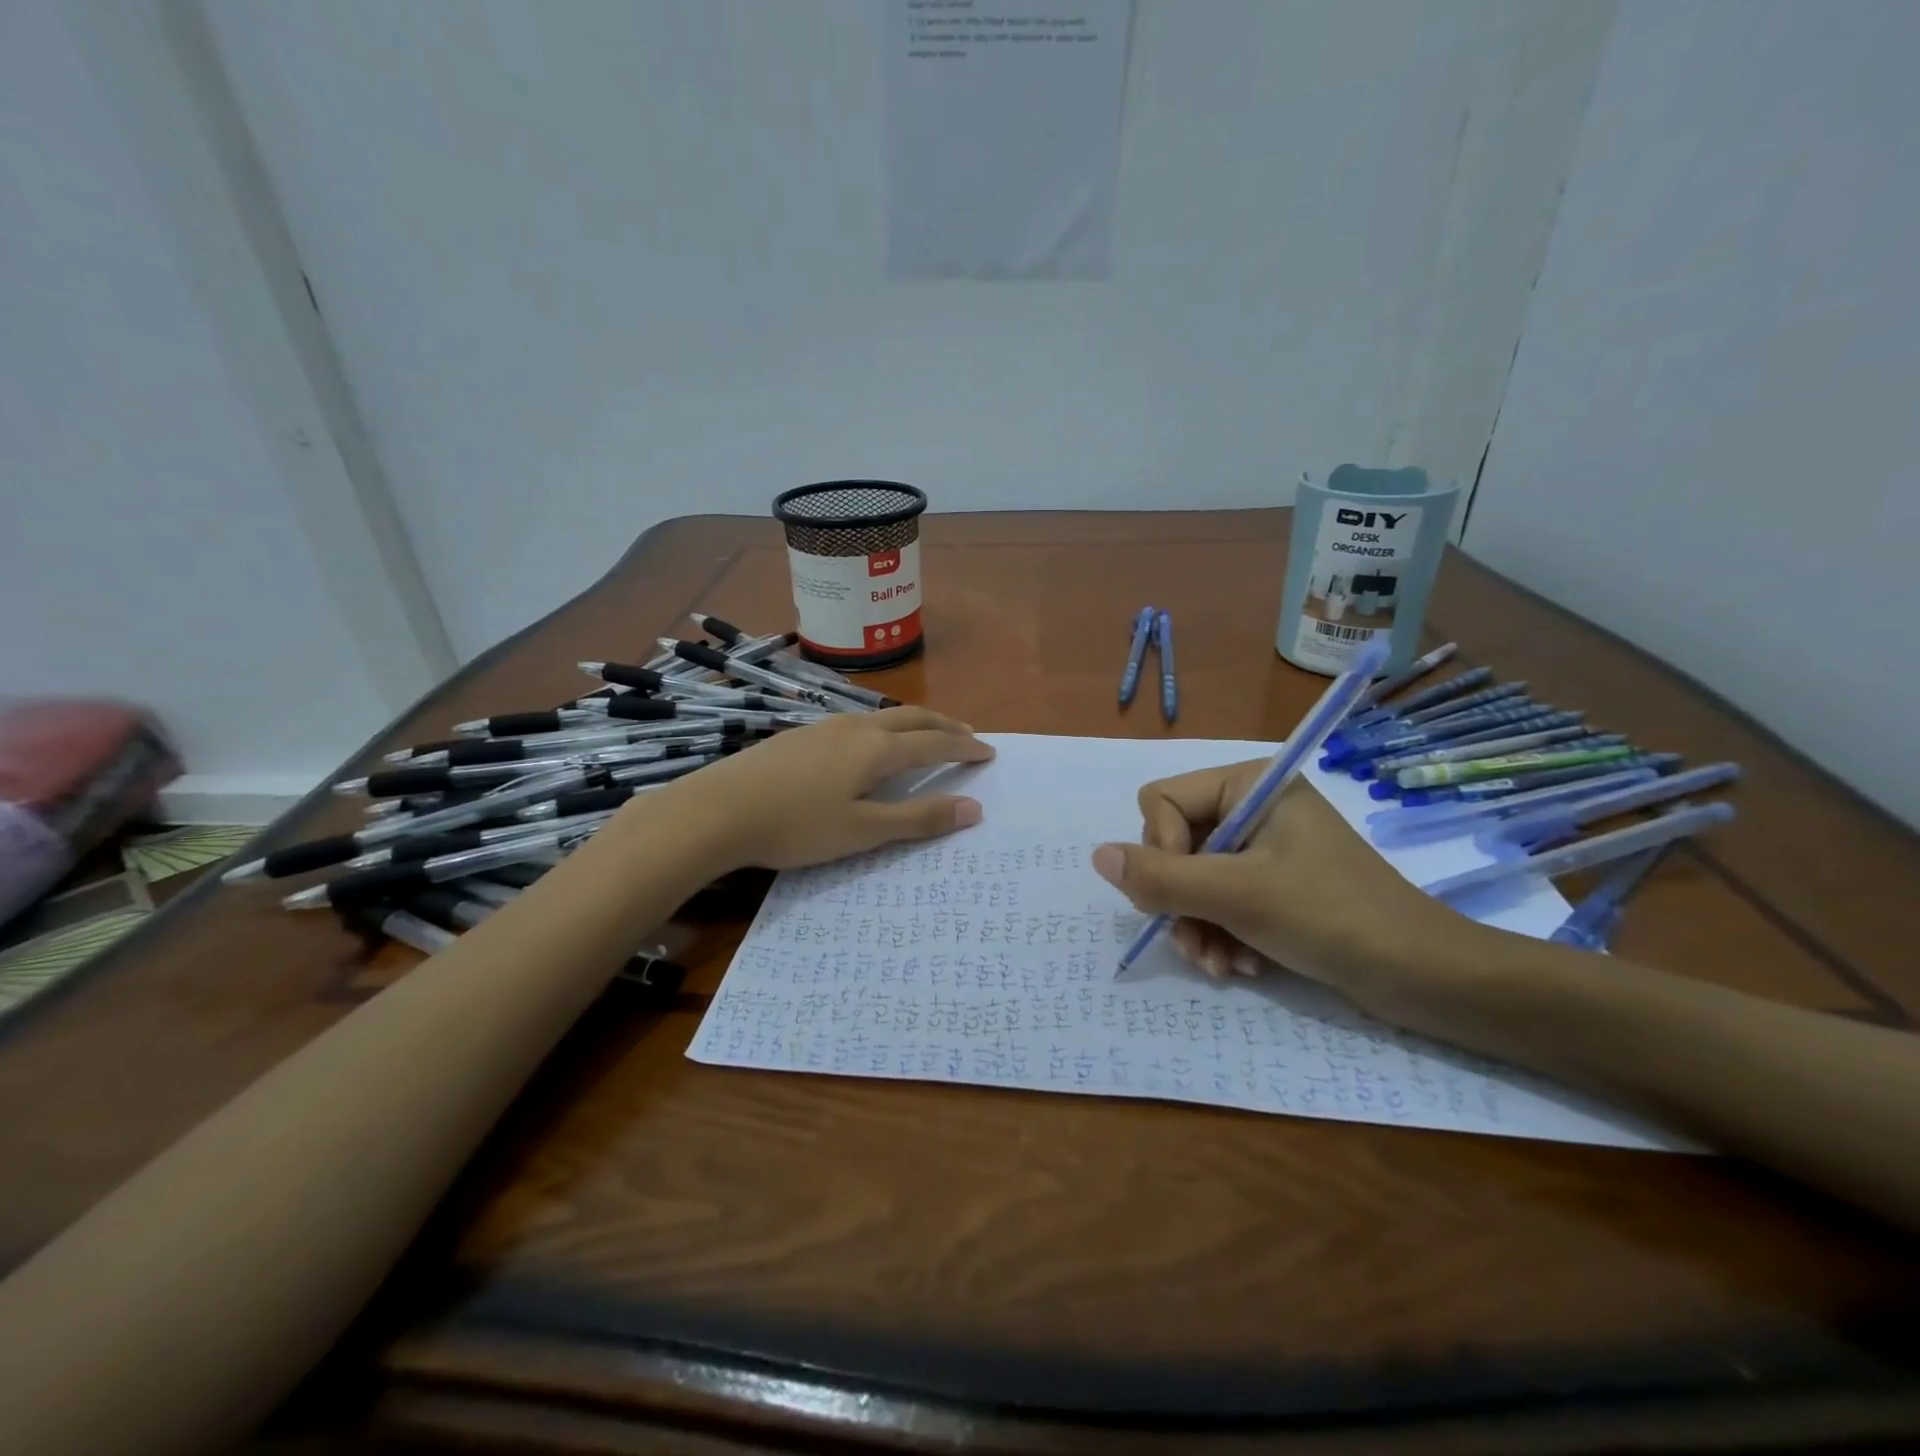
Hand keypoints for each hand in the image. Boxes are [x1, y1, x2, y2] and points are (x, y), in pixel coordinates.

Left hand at [656, 707, 994, 871]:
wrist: (717, 810)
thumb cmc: (796, 825)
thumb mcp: (863, 831)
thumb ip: (918, 818)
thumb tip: (973, 808)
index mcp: (876, 749)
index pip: (934, 743)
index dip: (964, 748)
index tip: (989, 752)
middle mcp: (855, 728)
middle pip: (912, 717)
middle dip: (944, 725)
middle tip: (968, 735)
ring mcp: (823, 728)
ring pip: (882, 717)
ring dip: (913, 724)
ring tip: (926, 736)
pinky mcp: (799, 736)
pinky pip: (857, 724)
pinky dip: (883, 730)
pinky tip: (869, 745)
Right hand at [1091, 762, 1476, 1019]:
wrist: (1424, 977)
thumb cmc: (1332, 917)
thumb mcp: (1238, 895)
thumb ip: (1161, 877)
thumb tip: (1096, 856)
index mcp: (1250, 784)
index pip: (1162, 801)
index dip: (1161, 850)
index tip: (1186, 895)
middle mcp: (1252, 807)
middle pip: (1172, 843)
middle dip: (1180, 900)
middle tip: (1196, 944)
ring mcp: (1263, 847)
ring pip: (1191, 879)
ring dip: (1197, 926)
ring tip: (1219, 966)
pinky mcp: (1273, 884)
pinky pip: (1219, 900)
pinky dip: (1220, 934)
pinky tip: (1238, 967)